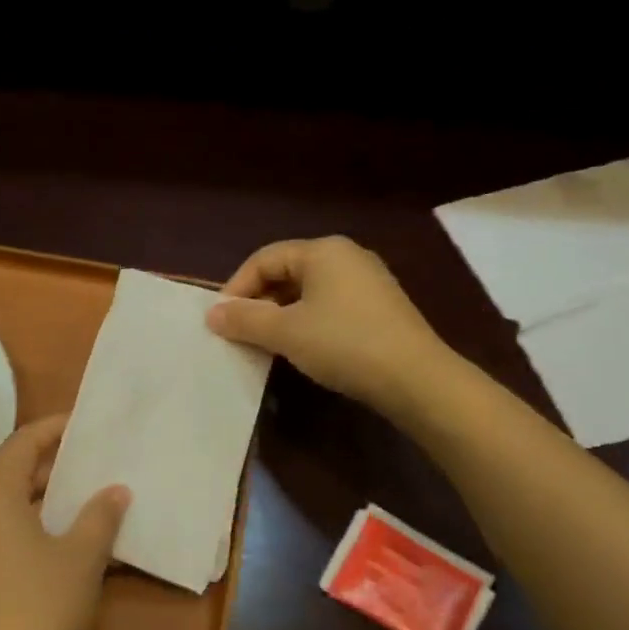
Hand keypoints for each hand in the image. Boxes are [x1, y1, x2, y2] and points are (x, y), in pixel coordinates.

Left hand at [0, 415, 130, 629]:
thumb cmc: (42, 607)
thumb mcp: (82, 558)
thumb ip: (100, 516)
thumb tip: (115, 490)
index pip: (18, 445)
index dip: (49, 429)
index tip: (79, 424)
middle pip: (7, 476)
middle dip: (47, 467)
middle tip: (87, 464)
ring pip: (2, 510)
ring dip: (39, 501)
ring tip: (79, 501)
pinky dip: (27, 529)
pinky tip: (59, 545)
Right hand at [205, 236, 452, 420]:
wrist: (416, 379)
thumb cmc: (344, 344)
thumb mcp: (286, 332)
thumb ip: (245, 320)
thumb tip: (212, 314)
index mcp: (323, 250)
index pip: (264, 259)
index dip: (236, 288)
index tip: (220, 321)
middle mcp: (346, 256)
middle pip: (286, 272)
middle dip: (258, 302)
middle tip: (239, 333)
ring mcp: (367, 281)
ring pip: (308, 291)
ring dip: (280, 314)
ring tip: (265, 343)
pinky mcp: (380, 308)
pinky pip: (329, 306)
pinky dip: (306, 322)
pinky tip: (301, 348)